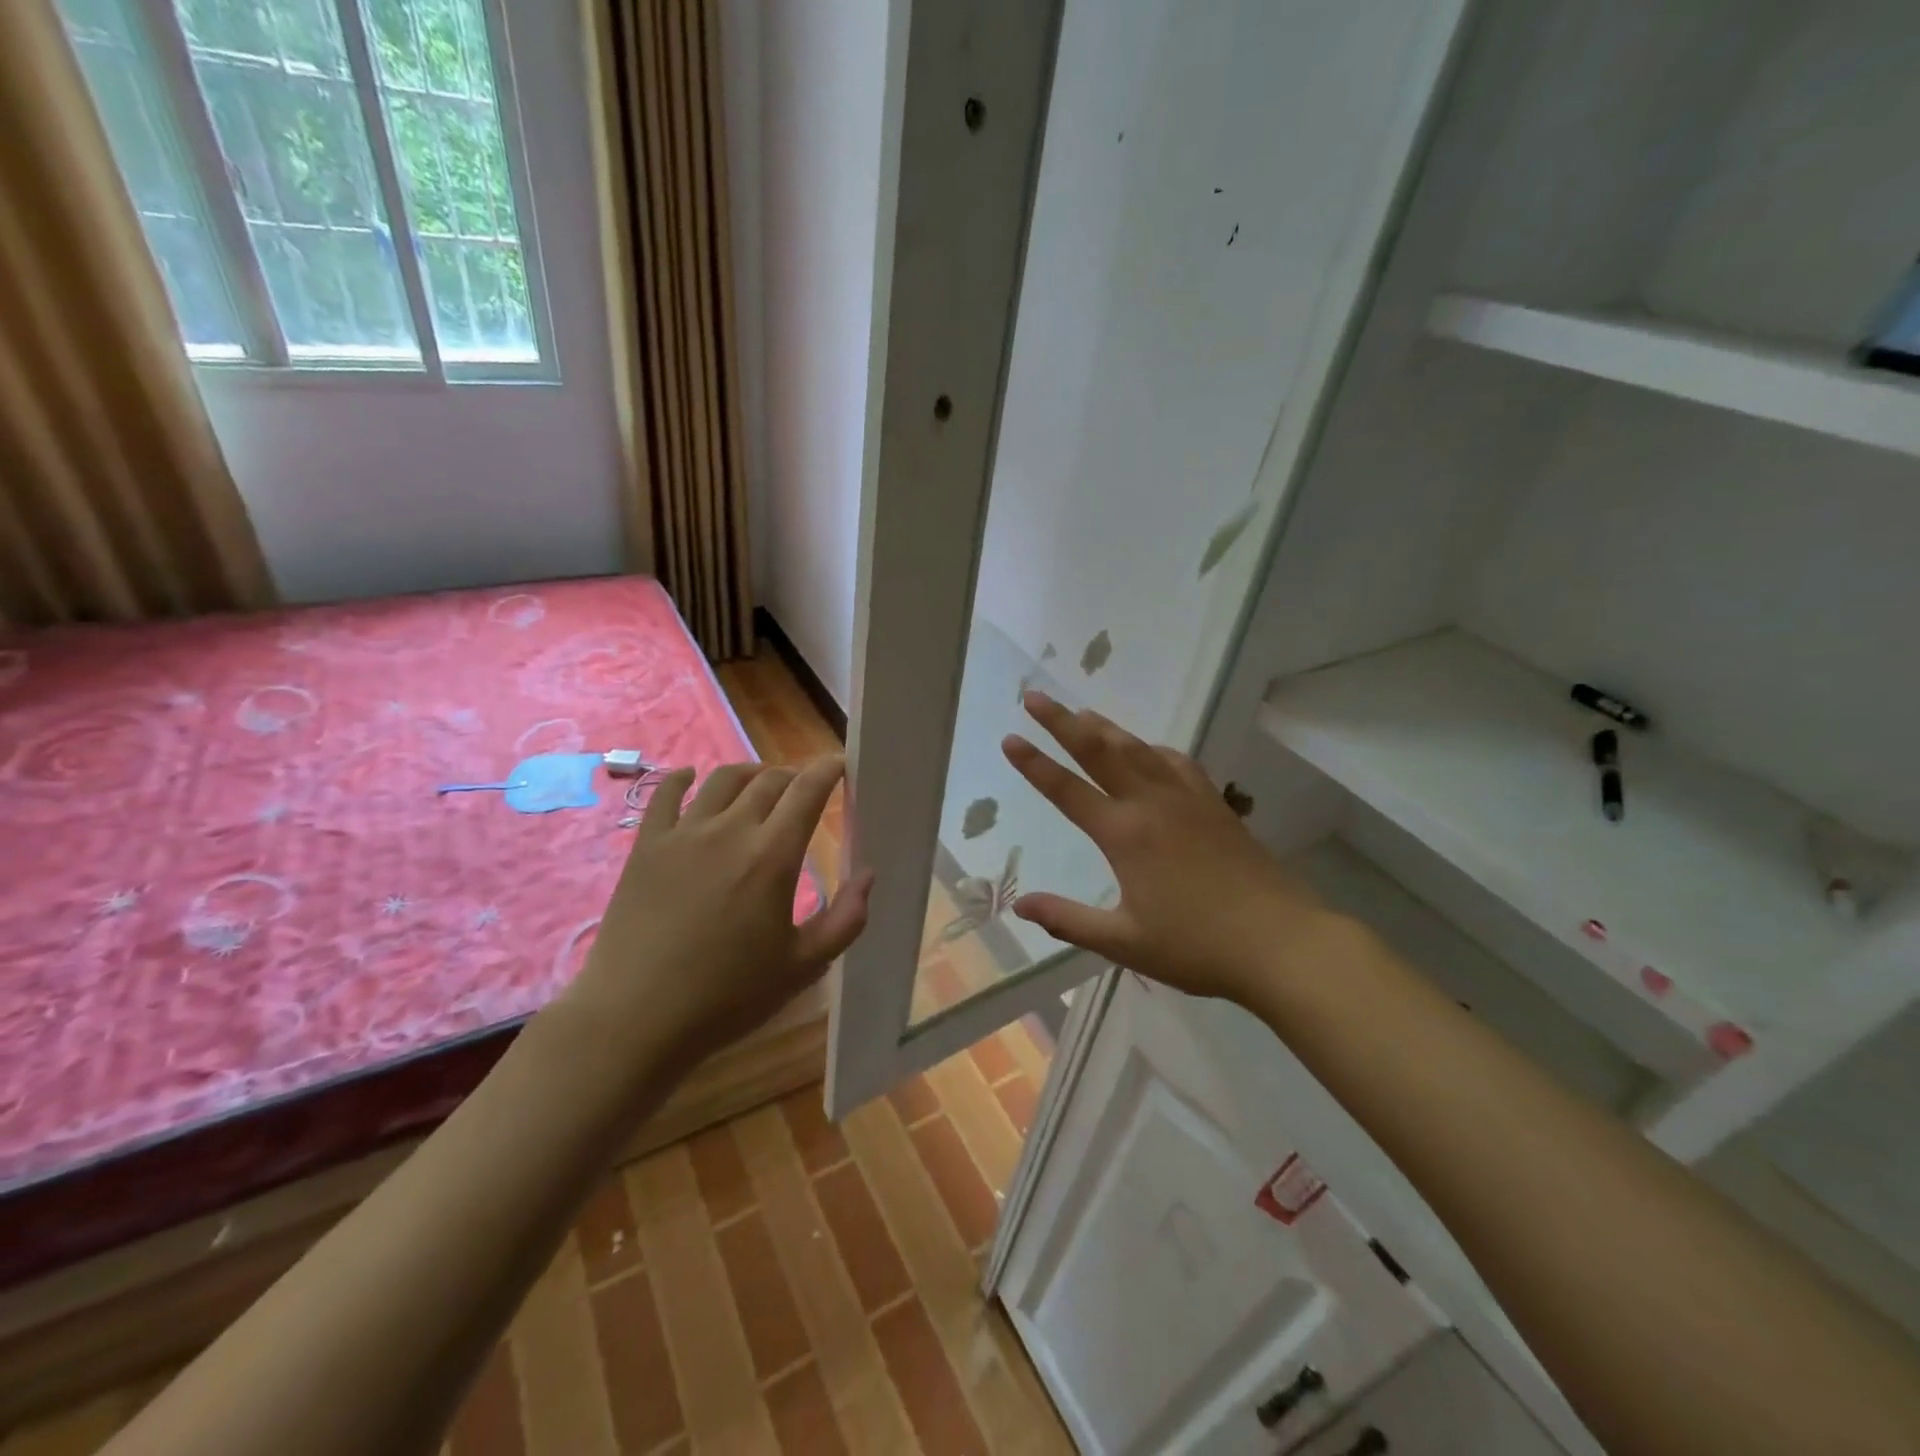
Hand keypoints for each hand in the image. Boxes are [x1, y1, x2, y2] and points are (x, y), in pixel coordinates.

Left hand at [557, 758, 872, 1075]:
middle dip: (793, 776)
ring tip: (759, 785)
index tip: (839, 763)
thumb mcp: (804, 966)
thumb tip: (868, 874)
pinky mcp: (646, 846)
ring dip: (750, 774)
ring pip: (723, 780)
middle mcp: (730, 831)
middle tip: (803, 789)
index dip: (828, 770)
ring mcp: (683, 834)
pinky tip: (691, 778)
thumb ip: (846, 919)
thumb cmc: (728, 997)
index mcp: (773, 856)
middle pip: (769, 780)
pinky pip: (665, 794)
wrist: (637, 1018)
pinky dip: (683, 778)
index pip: (807, 791)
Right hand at [1001, 692, 1327, 1001]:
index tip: (1010, 738)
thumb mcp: (1125, 942)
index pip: (1068, 791)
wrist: (1282, 941)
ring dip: (1105, 727)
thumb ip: (1068, 920)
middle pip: (1100, 751)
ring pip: (1139, 749)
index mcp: (1125, 835)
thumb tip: (1019, 905)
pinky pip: (1176, 762)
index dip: (1035, 765)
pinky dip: (1152, 748)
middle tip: (1036, 696)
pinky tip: (1148, 750)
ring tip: (1081, 712)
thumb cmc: (1198, 946)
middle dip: (1063, 722)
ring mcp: (1188, 799)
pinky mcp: (1215, 806)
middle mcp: (1152, 804)